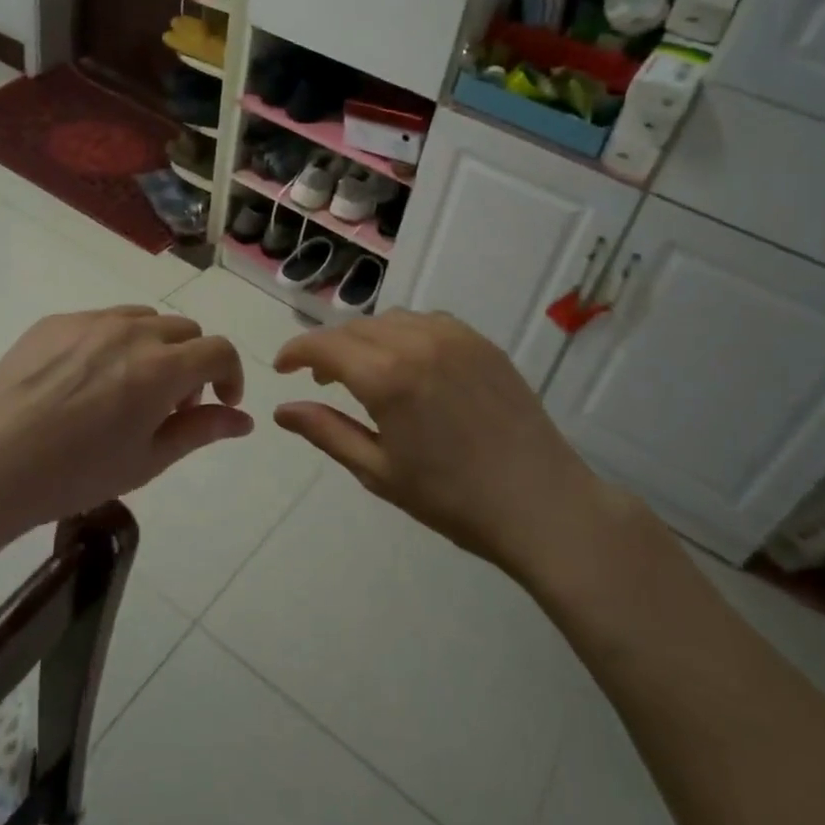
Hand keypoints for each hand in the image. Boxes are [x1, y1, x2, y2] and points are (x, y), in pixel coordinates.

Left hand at [0, 307, 251, 543]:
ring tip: (131, 387)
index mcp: (159, 368)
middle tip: (171, 404)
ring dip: (156, 347)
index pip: (219, 350)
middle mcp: (130, 332)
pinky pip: (102, 320)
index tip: (221, 402)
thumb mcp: (146, 461)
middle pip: (185, 330)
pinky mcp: (54, 321)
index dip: (230, 375)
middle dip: (193, 363)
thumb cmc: (74, 475)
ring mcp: (89, 321)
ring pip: (145, 319)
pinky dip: (115, 341)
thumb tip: (243, 420)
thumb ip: (201, 430)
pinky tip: (88, 380)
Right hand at [273, 310, 648, 579]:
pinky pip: (428, 323)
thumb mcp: (378, 471)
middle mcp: (417, 342)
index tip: (282, 368)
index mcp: (387, 377)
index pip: (324, 346)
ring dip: (366, 340)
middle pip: (355, 328)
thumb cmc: (452, 499)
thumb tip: (282, 411)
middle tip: (321, 382)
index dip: (296, 352)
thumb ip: (326, 432)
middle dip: (329, 349)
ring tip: (365, 375)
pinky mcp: (482, 342)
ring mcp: (455, 337)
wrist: (541, 504)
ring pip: (391, 320)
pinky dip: (404, 335)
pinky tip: (410, 367)